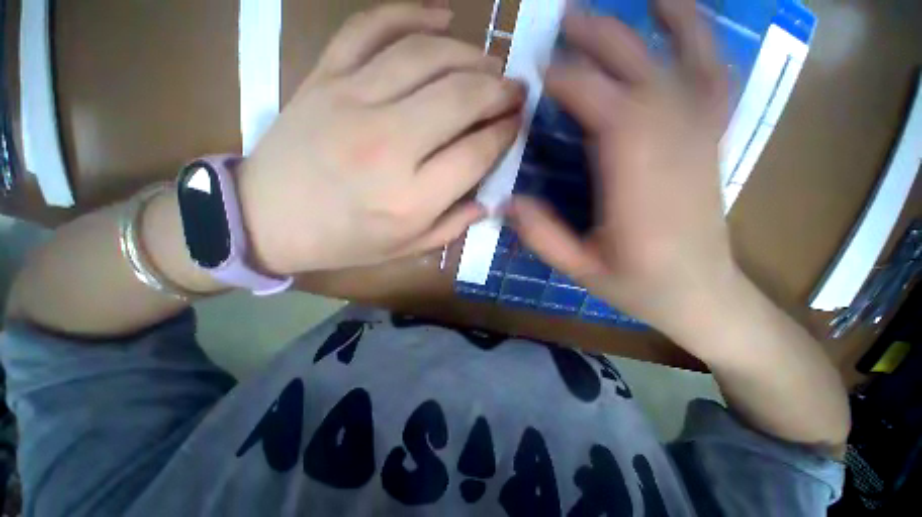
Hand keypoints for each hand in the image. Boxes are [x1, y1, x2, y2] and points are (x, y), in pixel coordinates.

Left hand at [239, 3, 524, 273]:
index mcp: (411, 198)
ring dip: (470, 54)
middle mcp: (388, 145)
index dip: (505, 134)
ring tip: (490, 63)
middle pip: (460, 98)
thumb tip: (487, 201)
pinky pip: (372, 27)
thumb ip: (452, 226)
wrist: (267, 220)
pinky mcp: (324, 78)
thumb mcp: (406, 248)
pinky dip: (411, 12)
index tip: (517, 124)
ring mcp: (352, 102)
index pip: (475, 152)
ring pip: (427, 56)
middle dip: (499, 89)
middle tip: (516, 89)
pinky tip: (441, 16)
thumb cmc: (344, 241)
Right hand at [508, 0, 734, 337]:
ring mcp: (700, 138)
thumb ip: (542, 236)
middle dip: (600, 41)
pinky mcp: (710, 139)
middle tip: (562, 21)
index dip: (570, 84)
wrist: (703, 294)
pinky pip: (714, 76)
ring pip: (685, 61)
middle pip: (640, 75)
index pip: (606, 112)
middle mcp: (675, 149)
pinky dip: (700, 39)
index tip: (536, 73)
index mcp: (639, 185)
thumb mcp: (581, 270)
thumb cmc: (641, 286)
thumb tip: (506, 202)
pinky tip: (682, 19)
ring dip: (656, 22)